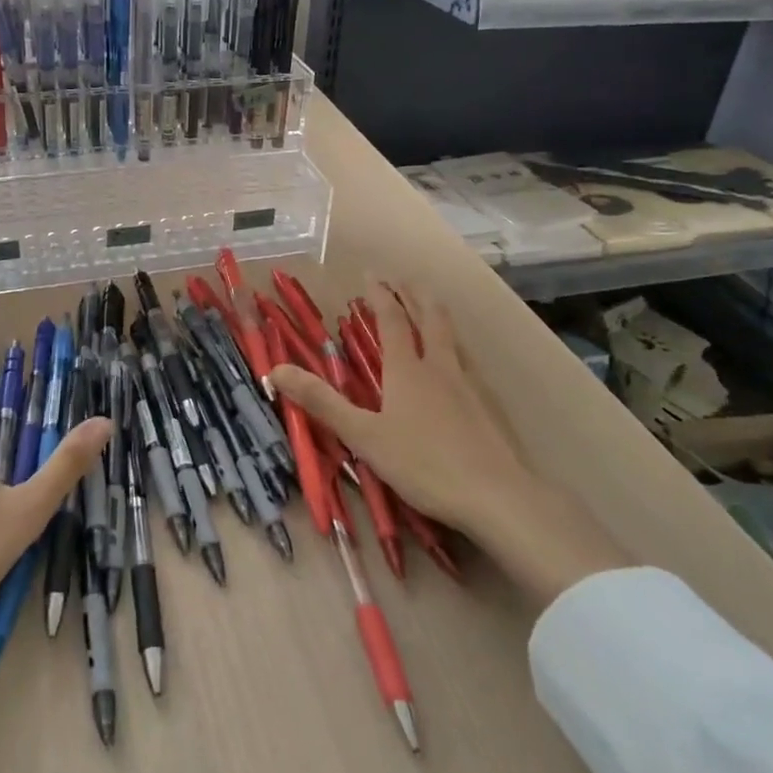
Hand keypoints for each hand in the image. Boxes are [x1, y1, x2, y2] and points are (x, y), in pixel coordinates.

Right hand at [269, 280, 626, 606]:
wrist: (497, 497)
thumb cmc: (424, 464)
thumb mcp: (364, 436)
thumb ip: (322, 403)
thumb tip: (276, 369)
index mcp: (407, 371)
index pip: (392, 322)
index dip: (381, 297)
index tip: (372, 275)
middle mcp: (438, 368)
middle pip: (429, 320)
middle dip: (415, 296)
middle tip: (405, 279)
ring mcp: (468, 387)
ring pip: (452, 339)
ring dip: (438, 316)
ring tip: (432, 306)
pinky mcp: (487, 409)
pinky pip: (467, 364)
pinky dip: (456, 348)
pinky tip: (460, 364)